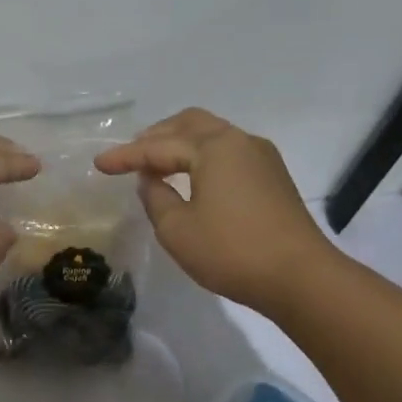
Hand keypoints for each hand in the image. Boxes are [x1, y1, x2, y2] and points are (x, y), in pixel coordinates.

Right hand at [94, 108, 338, 309]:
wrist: (302, 278)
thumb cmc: (232, 251)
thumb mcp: (177, 229)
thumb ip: (156, 198)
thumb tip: (152, 180)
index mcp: (214, 147)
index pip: (159, 146)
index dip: (125, 156)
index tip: (99, 164)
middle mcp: (239, 141)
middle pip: (190, 124)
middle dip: (156, 136)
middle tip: (131, 156)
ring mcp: (261, 157)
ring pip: (212, 135)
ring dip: (180, 144)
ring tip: (157, 165)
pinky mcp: (273, 177)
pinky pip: (227, 152)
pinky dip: (201, 156)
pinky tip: (190, 178)